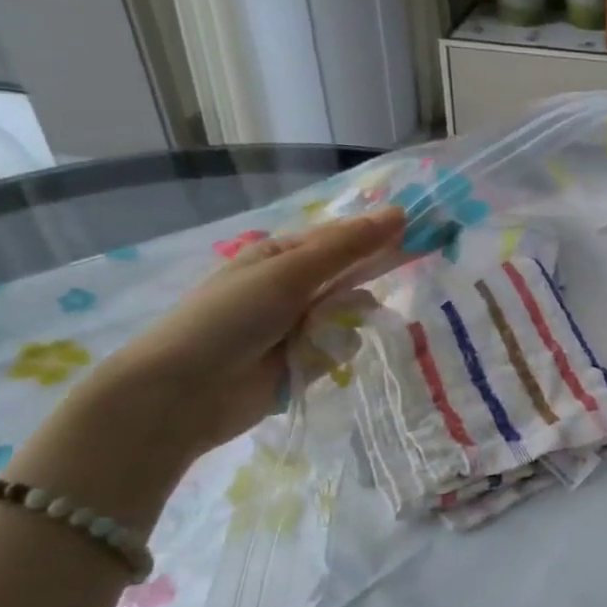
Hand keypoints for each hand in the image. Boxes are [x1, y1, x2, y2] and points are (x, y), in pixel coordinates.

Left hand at [10, 210, 407, 528]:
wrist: (182, 394)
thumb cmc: (229, 319)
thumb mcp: (289, 274)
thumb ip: (347, 247)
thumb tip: (401, 212)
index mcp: (284, 255)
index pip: (346, 237)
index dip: (383, 234)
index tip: (424, 233)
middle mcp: (294, 286)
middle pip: (352, 275)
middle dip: (368, 279)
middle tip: (392, 281)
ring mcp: (300, 325)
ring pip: (352, 313)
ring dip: (349, 321)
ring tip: (327, 334)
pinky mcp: (306, 361)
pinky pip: (341, 347)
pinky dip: (336, 352)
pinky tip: (319, 359)